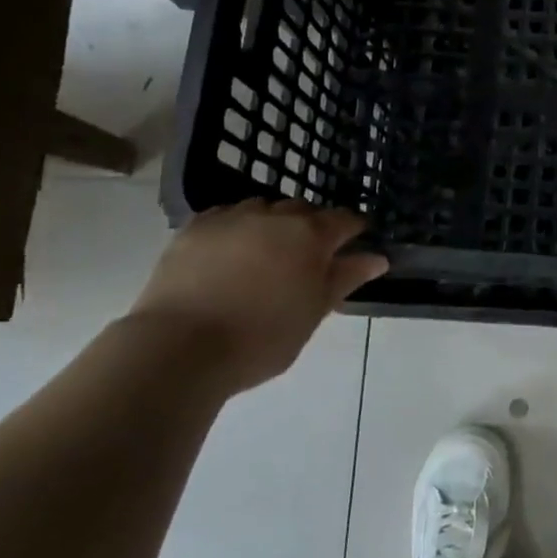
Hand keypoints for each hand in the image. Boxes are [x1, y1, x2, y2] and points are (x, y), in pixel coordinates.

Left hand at [126, 200, 387, 393]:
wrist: (179, 347)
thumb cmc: (261, 338)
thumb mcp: (313, 314)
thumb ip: (345, 279)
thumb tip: (377, 258)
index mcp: (310, 235)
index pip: (344, 220)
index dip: (354, 230)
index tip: (356, 244)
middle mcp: (275, 216)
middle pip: (303, 210)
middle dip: (312, 226)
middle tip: (309, 258)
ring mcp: (232, 218)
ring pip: (263, 209)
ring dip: (273, 224)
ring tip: (266, 254)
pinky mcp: (194, 228)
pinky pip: (226, 216)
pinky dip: (236, 228)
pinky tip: (231, 252)